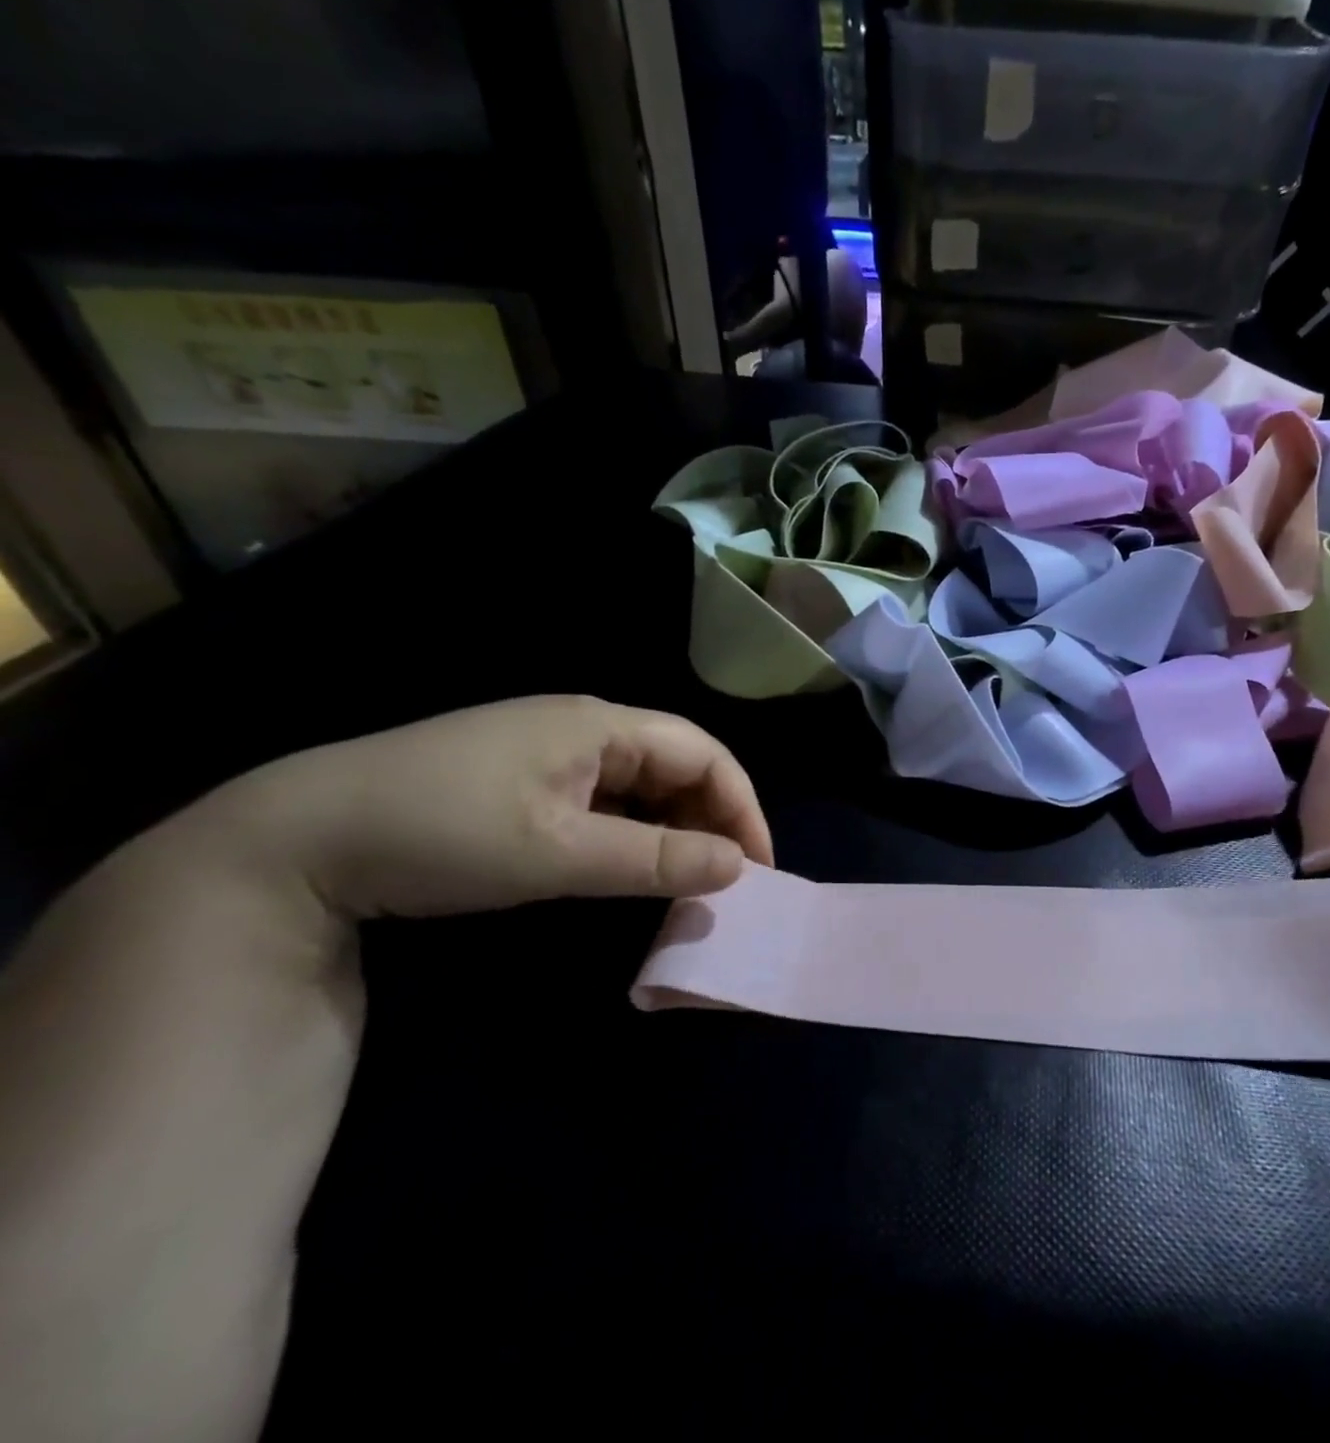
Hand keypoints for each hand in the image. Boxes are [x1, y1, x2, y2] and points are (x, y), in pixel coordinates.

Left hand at [194, 695, 773, 921]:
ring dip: (674, 827)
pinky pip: (607, 798)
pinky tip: (629, 864)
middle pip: (679, 763)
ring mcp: (552, 750)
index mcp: (599, 725)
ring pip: (644, 783)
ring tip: (685, 878)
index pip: (704, 754)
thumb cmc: (442, 832)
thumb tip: (738, 868)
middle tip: (724, 879)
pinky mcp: (526, 778)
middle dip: (712, 817)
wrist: (298, 837)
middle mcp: (584, 726)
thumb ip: (653, 859)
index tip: (758, 867)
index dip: (741, 807)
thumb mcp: (556, 854)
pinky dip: (634, 832)